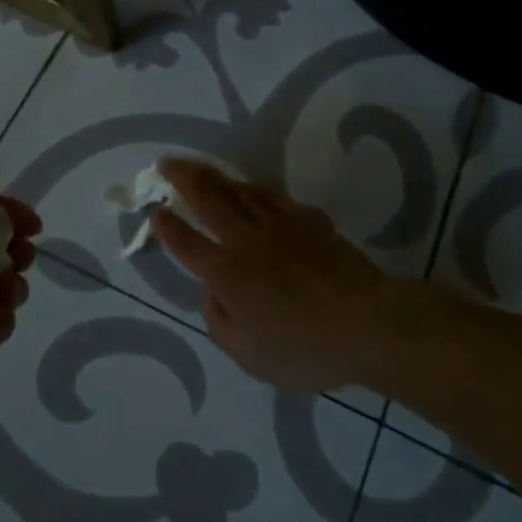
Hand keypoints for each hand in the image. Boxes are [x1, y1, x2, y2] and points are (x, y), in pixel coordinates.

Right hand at [151, 159, 392, 391]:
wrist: (368, 323)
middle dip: (182, 177)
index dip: (166, 226)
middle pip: (207, 198)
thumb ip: (219, 323)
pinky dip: (256, 188)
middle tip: (166, 163)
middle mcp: (246, 240)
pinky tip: (253, 187)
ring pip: (239, 190)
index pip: (186, 242)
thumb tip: (211, 293)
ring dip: (215, 176)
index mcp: (227, 274)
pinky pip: (274, 196)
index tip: (154, 211)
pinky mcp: (308, 219)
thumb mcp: (250, 357)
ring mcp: (279, 224)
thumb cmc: (306, 349)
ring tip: (201, 169)